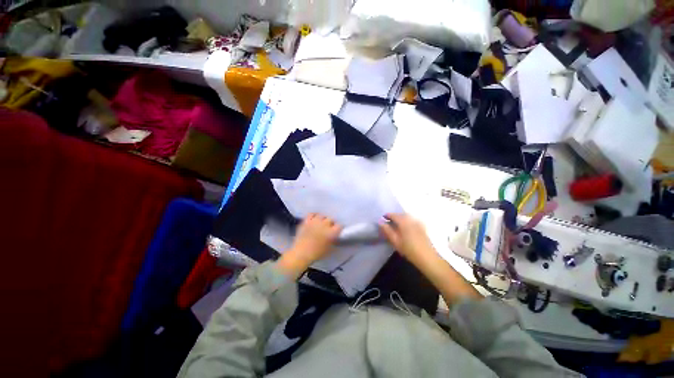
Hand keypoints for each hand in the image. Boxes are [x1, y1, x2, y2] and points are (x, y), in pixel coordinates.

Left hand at [277, 214, 341, 277]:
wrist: (301, 253)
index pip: (339, 226)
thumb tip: (335, 236)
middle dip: (331, 223)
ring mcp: (315, 221)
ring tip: (321, 222)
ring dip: (323, 219)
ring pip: (322, 215)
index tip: (337, 230)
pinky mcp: (306, 221)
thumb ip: (333, 240)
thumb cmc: (317, 254)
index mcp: (332, 232)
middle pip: (331, 219)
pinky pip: (311, 214)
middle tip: (329, 227)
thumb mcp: (329, 249)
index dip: (339, 228)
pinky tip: (314, 219)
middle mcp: (324, 224)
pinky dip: (313, 216)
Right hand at [380, 213, 481, 304]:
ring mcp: (418, 222)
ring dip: (400, 219)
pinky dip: (407, 222)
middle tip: (388, 223)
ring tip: (396, 226)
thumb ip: (387, 230)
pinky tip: (406, 229)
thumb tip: (380, 222)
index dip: (387, 216)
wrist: (428, 258)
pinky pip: (412, 221)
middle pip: (400, 215)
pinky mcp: (422, 227)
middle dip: (394, 217)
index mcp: (404, 221)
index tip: (383, 219)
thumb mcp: (395, 241)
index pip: (393, 215)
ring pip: (406, 217)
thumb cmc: (409, 250)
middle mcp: (411, 219)